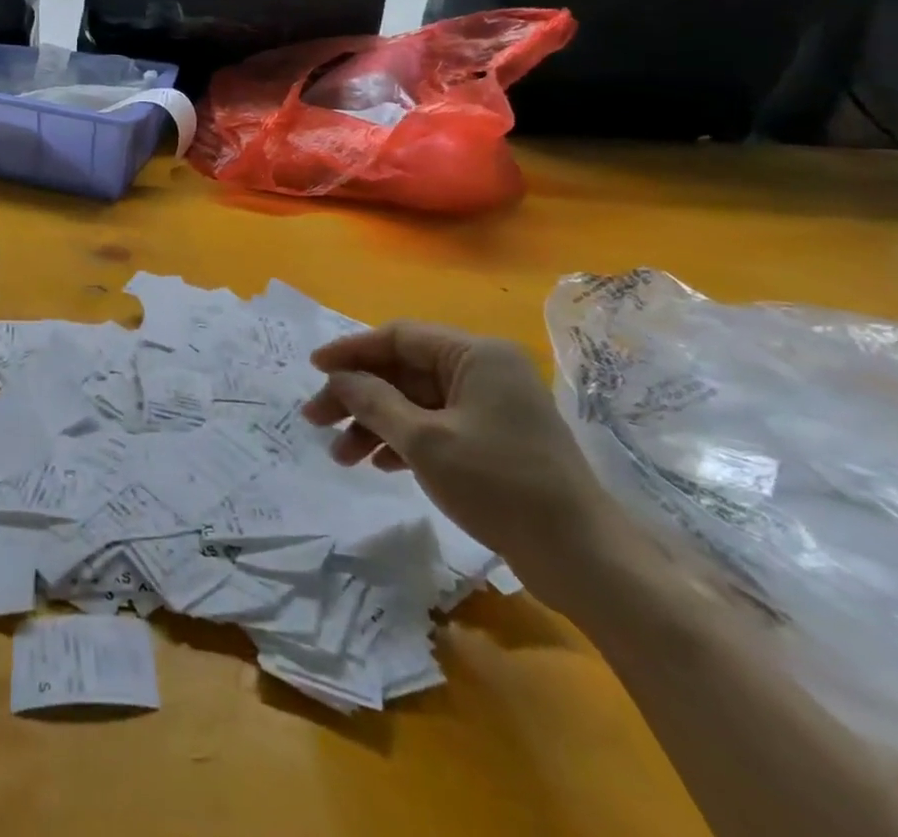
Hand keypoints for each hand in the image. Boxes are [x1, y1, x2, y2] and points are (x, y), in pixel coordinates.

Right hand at [301, 321, 617, 597]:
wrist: (584, 560)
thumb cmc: (500, 486)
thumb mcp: (425, 441)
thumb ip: (374, 401)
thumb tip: (339, 378)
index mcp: (475, 355)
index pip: (399, 337)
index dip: (351, 351)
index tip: (312, 368)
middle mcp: (484, 371)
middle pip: (403, 371)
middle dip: (357, 395)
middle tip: (315, 419)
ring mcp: (491, 407)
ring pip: (415, 401)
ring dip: (374, 423)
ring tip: (340, 456)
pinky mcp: (494, 440)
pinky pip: (435, 425)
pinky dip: (403, 440)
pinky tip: (378, 464)